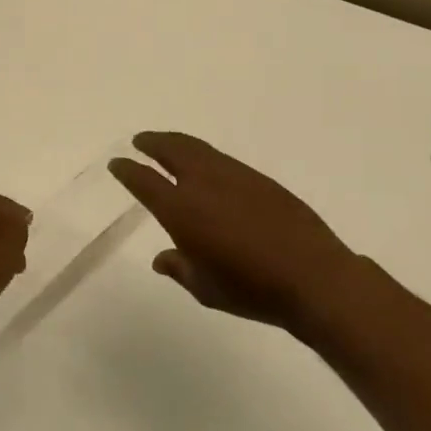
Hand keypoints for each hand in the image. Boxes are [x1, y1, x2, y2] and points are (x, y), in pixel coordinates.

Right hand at [109, 131, 384, 342]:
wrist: (313, 278)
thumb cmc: (250, 289)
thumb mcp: (205, 288)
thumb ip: (179, 269)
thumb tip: (163, 259)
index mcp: (180, 209)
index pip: (143, 181)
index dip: (127, 170)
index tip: (117, 163)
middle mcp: (203, 184)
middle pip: (170, 150)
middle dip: (151, 142)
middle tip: (140, 140)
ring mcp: (234, 176)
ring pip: (198, 149)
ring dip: (177, 143)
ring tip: (168, 144)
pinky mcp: (260, 179)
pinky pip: (222, 159)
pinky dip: (205, 155)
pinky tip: (208, 165)